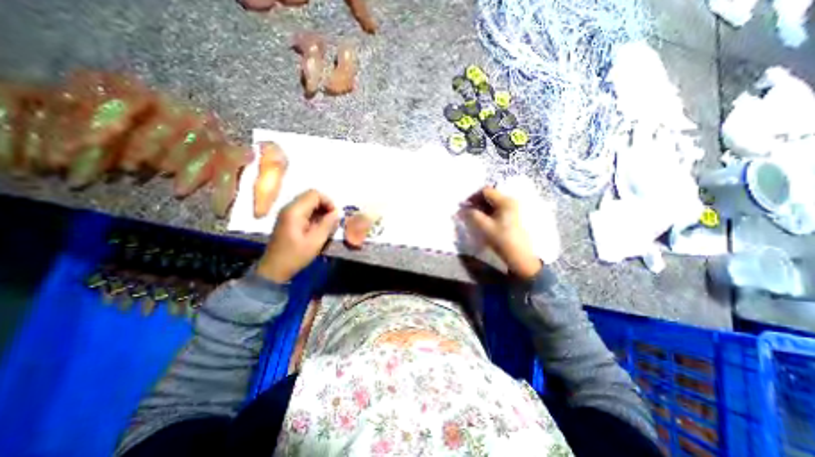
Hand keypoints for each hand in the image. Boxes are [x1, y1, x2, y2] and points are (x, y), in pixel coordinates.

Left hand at [257, 188, 340, 281]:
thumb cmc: (295, 256)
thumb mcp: (316, 241)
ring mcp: (287, 213)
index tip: (335, 216)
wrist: (274, 269)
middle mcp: (289, 208)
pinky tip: (317, 227)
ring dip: (320, 210)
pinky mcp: (287, 219)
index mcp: (295, 211)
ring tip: (326, 224)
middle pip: (311, 196)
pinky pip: (304, 210)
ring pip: (308, 202)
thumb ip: (327, 224)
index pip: (315, 194)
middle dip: (325, 206)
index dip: (328, 202)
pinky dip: (314, 215)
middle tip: (332, 220)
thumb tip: (337, 213)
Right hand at [464, 186, 539, 277]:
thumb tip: (462, 209)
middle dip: (477, 202)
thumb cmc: (501, 239)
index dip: (473, 197)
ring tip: (474, 217)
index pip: (486, 191)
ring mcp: (513, 209)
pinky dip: (488, 212)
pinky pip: (498, 209)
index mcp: (505, 201)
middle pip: (490, 196)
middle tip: (468, 212)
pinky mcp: (513, 216)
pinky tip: (484, 221)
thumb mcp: (484, 226)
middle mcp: (511, 201)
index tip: (464, 206)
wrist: (519, 256)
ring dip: (482, 208)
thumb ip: (472, 215)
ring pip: (493, 203)